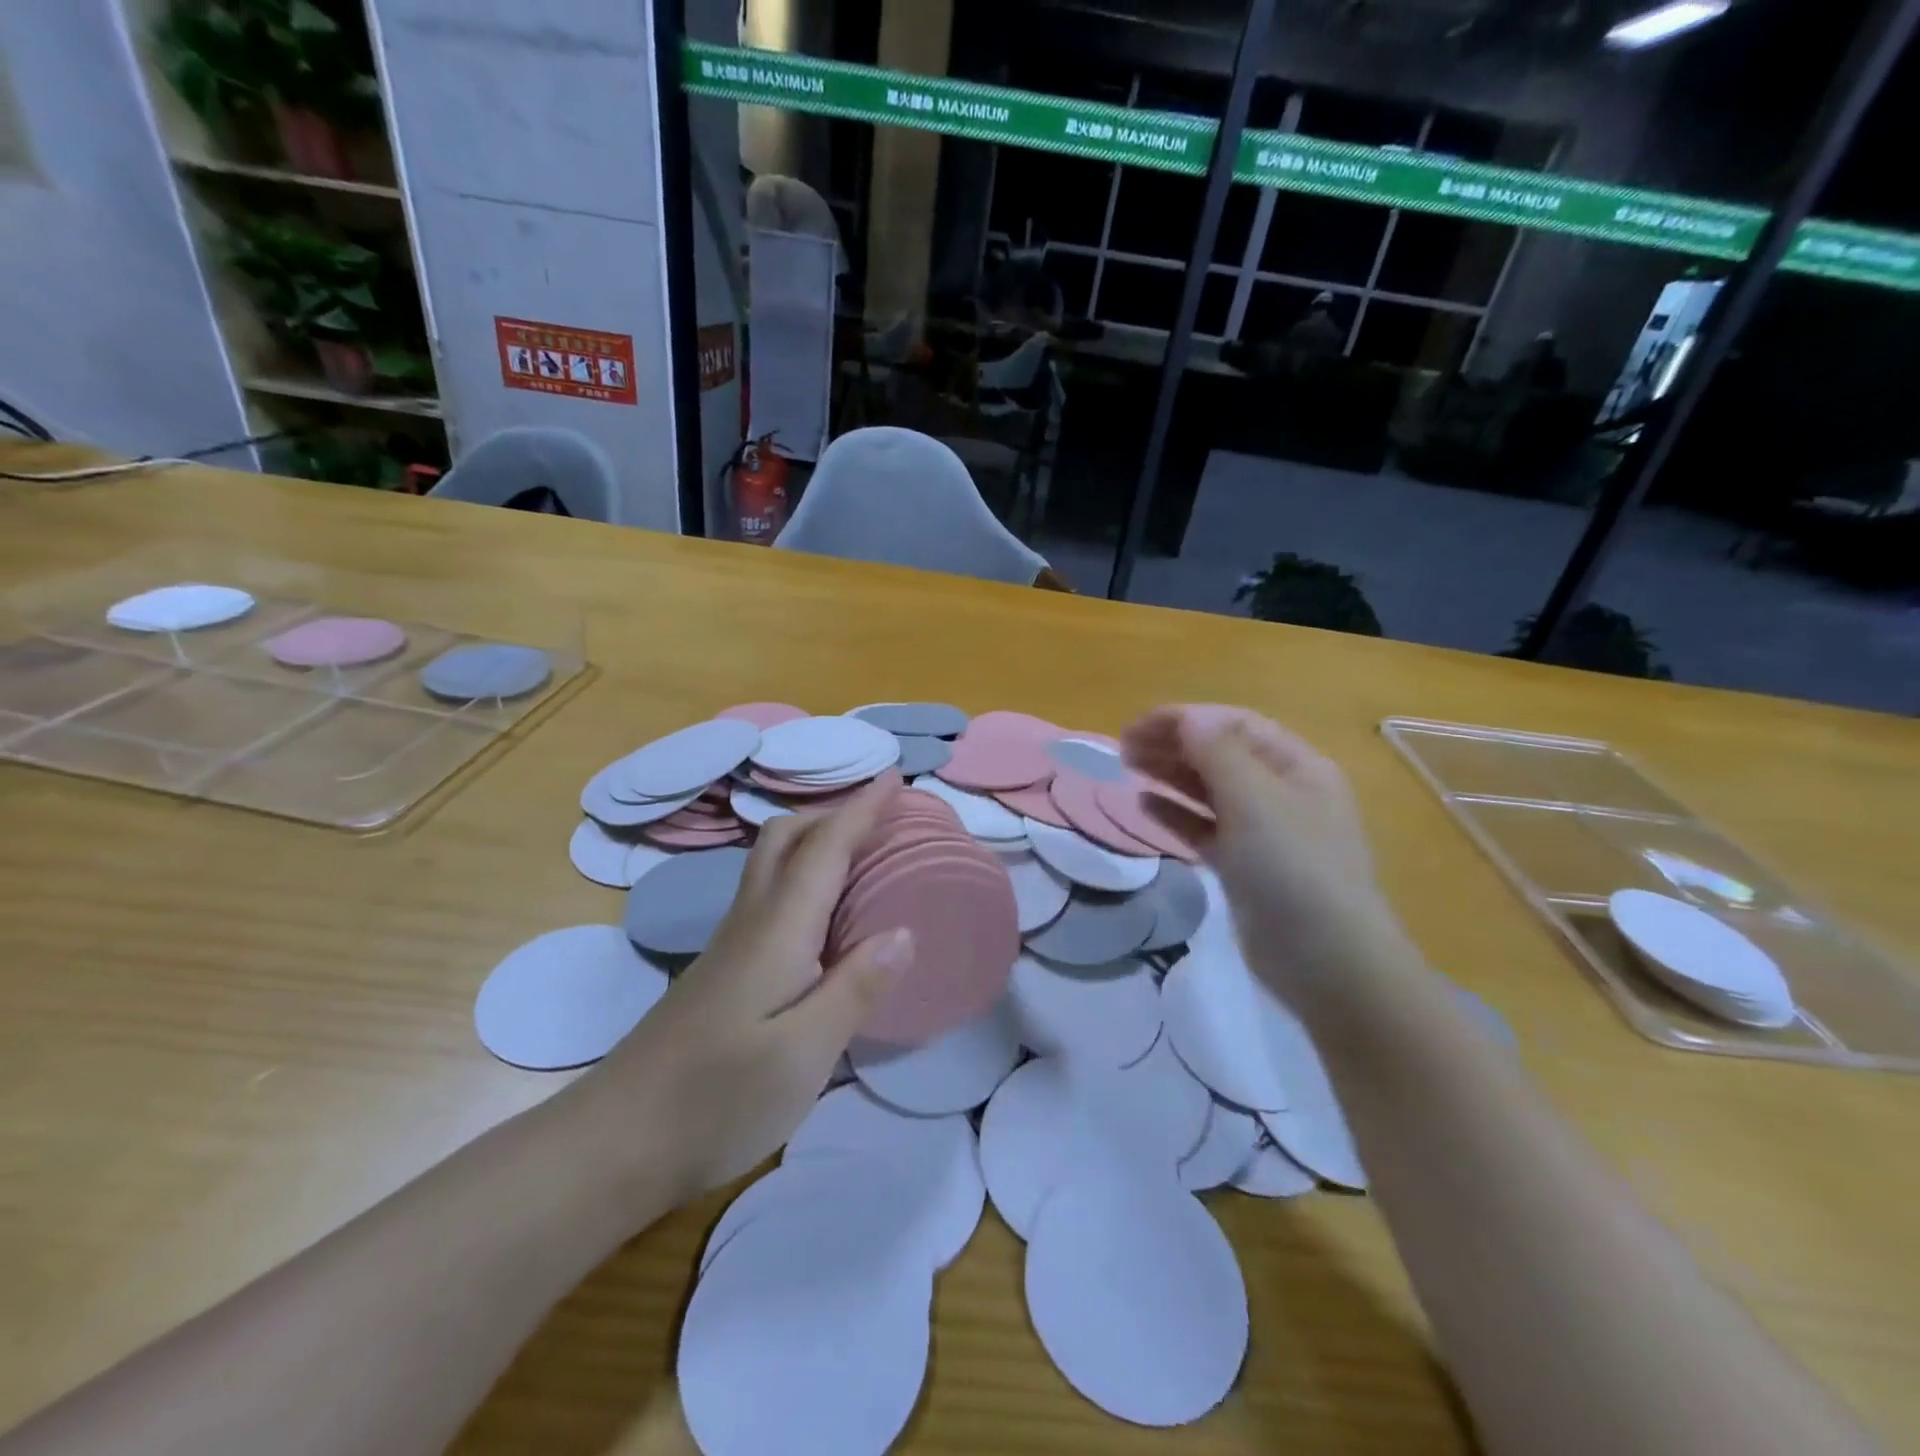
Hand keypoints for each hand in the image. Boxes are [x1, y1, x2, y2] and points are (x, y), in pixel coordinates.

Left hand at [581, 773, 914, 1209]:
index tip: (896, 777)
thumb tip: (904, 932)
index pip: (825, 848)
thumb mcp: (803, 1055)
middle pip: (786, 838)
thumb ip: (856, 989)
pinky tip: (824, 912)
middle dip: (834, 812)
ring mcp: (731, 944)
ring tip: (861, 850)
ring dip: (816, 839)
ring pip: (773, 862)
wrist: (616, 1141)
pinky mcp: (723, 969)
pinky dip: (804, 876)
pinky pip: (770, 894)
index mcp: (778, 930)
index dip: (862, 808)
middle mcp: (752, 921)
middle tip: (881, 815)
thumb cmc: (717, 1098)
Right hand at [1121, 706, 1407, 1006]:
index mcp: (1297, 766)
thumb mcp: (1257, 802)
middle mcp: (1282, 792)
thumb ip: (1218, 754)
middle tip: (1123, 746)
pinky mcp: (1245, 866)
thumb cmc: (1295, 870)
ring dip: (1170, 774)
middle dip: (1173, 743)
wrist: (1328, 963)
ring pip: (1210, 790)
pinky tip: (1145, 805)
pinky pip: (1205, 828)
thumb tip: (1187, 717)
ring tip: (1128, 765)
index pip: (1234, 725)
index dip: (1185, 719)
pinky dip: (1176, 814)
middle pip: (1220, 754)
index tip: (1137, 725)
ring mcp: (1264, 832)